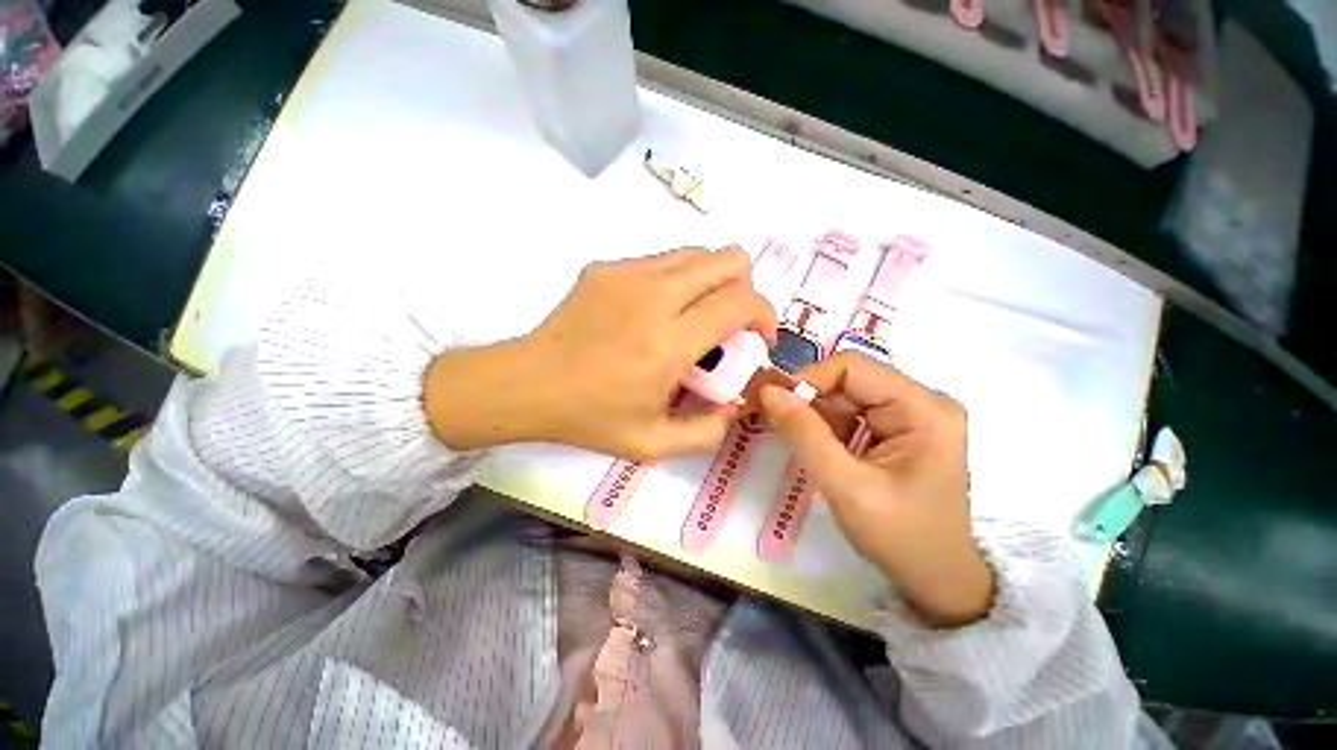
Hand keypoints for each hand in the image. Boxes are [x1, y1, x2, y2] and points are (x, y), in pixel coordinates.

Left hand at [425, 247, 775, 459]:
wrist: (527, 384)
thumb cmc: (589, 417)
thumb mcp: (652, 443)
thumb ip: (707, 431)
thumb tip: (736, 405)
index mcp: (669, 343)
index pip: (741, 302)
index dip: (764, 316)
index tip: (756, 341)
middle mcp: (655, 296)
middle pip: (729, 258)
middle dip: (744, 289)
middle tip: (727, 326)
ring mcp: (628, 273)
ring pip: (699, 253)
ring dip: (711, 283)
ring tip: (693, 319)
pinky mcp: (608, 266)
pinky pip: (664, 261)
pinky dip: (677, 282)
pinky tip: (655, 314)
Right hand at [759, 352, 993, 627]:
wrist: (937, 578)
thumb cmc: (900, 537)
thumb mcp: (845, 486)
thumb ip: (804, 433)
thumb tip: (768, 391)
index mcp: (923, 409)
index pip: (852, 368)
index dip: (808, 380)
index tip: (775, 405)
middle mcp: (922, 401)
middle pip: (849, 380)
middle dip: (810, 400)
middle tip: (777, 424)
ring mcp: (913, 414)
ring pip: (846, 396)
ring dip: (816, 416)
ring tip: (794, 440)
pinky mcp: (900, 428)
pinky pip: (852, 413)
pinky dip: (827, 427)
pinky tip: (816, 447)